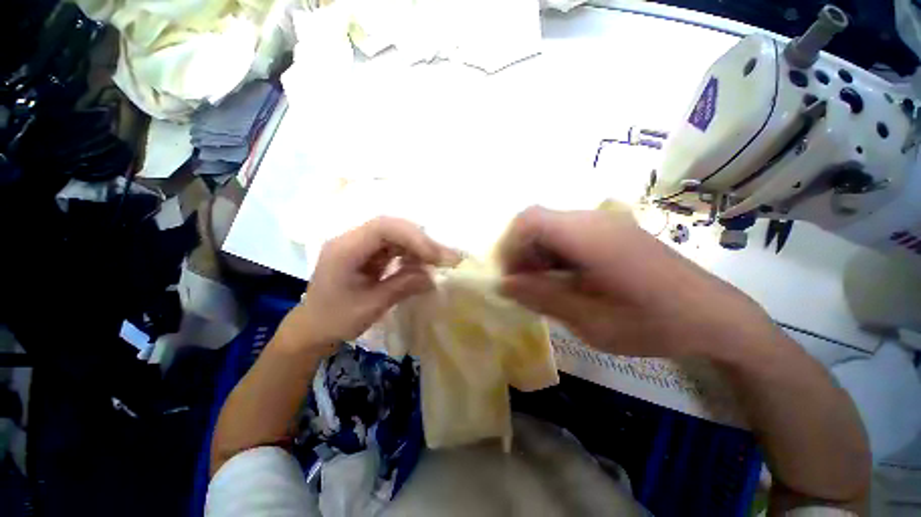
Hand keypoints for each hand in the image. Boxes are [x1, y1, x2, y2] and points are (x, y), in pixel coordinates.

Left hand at [276, 216, 458, 354]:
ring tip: (438, 263)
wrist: (313, 327)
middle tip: (445, 258)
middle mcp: (352, 240)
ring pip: (396, 234)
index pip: (383, 228)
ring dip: (419, 247)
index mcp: (344, 250)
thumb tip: (432, 277)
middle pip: (392, 227)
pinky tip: (421, 265)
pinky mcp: (368, 252)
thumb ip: (401, 287)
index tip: (435, 257)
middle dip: (421, 241)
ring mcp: (360, 244)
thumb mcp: (370, 307)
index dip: (413, 237)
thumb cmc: (335, 320)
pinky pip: (395, 246)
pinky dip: (411, 253)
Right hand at [498, 206, 776, 359]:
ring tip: (543, 286)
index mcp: (588, 236)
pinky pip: (567, 235)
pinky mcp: (611, 232)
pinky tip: (564, 279)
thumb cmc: (652, 323)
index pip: (529, 220)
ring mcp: (604, 223)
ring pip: (551, 228)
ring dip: (537, 254)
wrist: (713, 316)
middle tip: (524, 285)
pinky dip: (554, 254)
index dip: (510, 245)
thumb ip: (542, 297)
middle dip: (521, 252)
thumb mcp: (589, 319)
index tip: (510, 276)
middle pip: (537, 222)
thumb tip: (503, 284)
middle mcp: (594, 220)